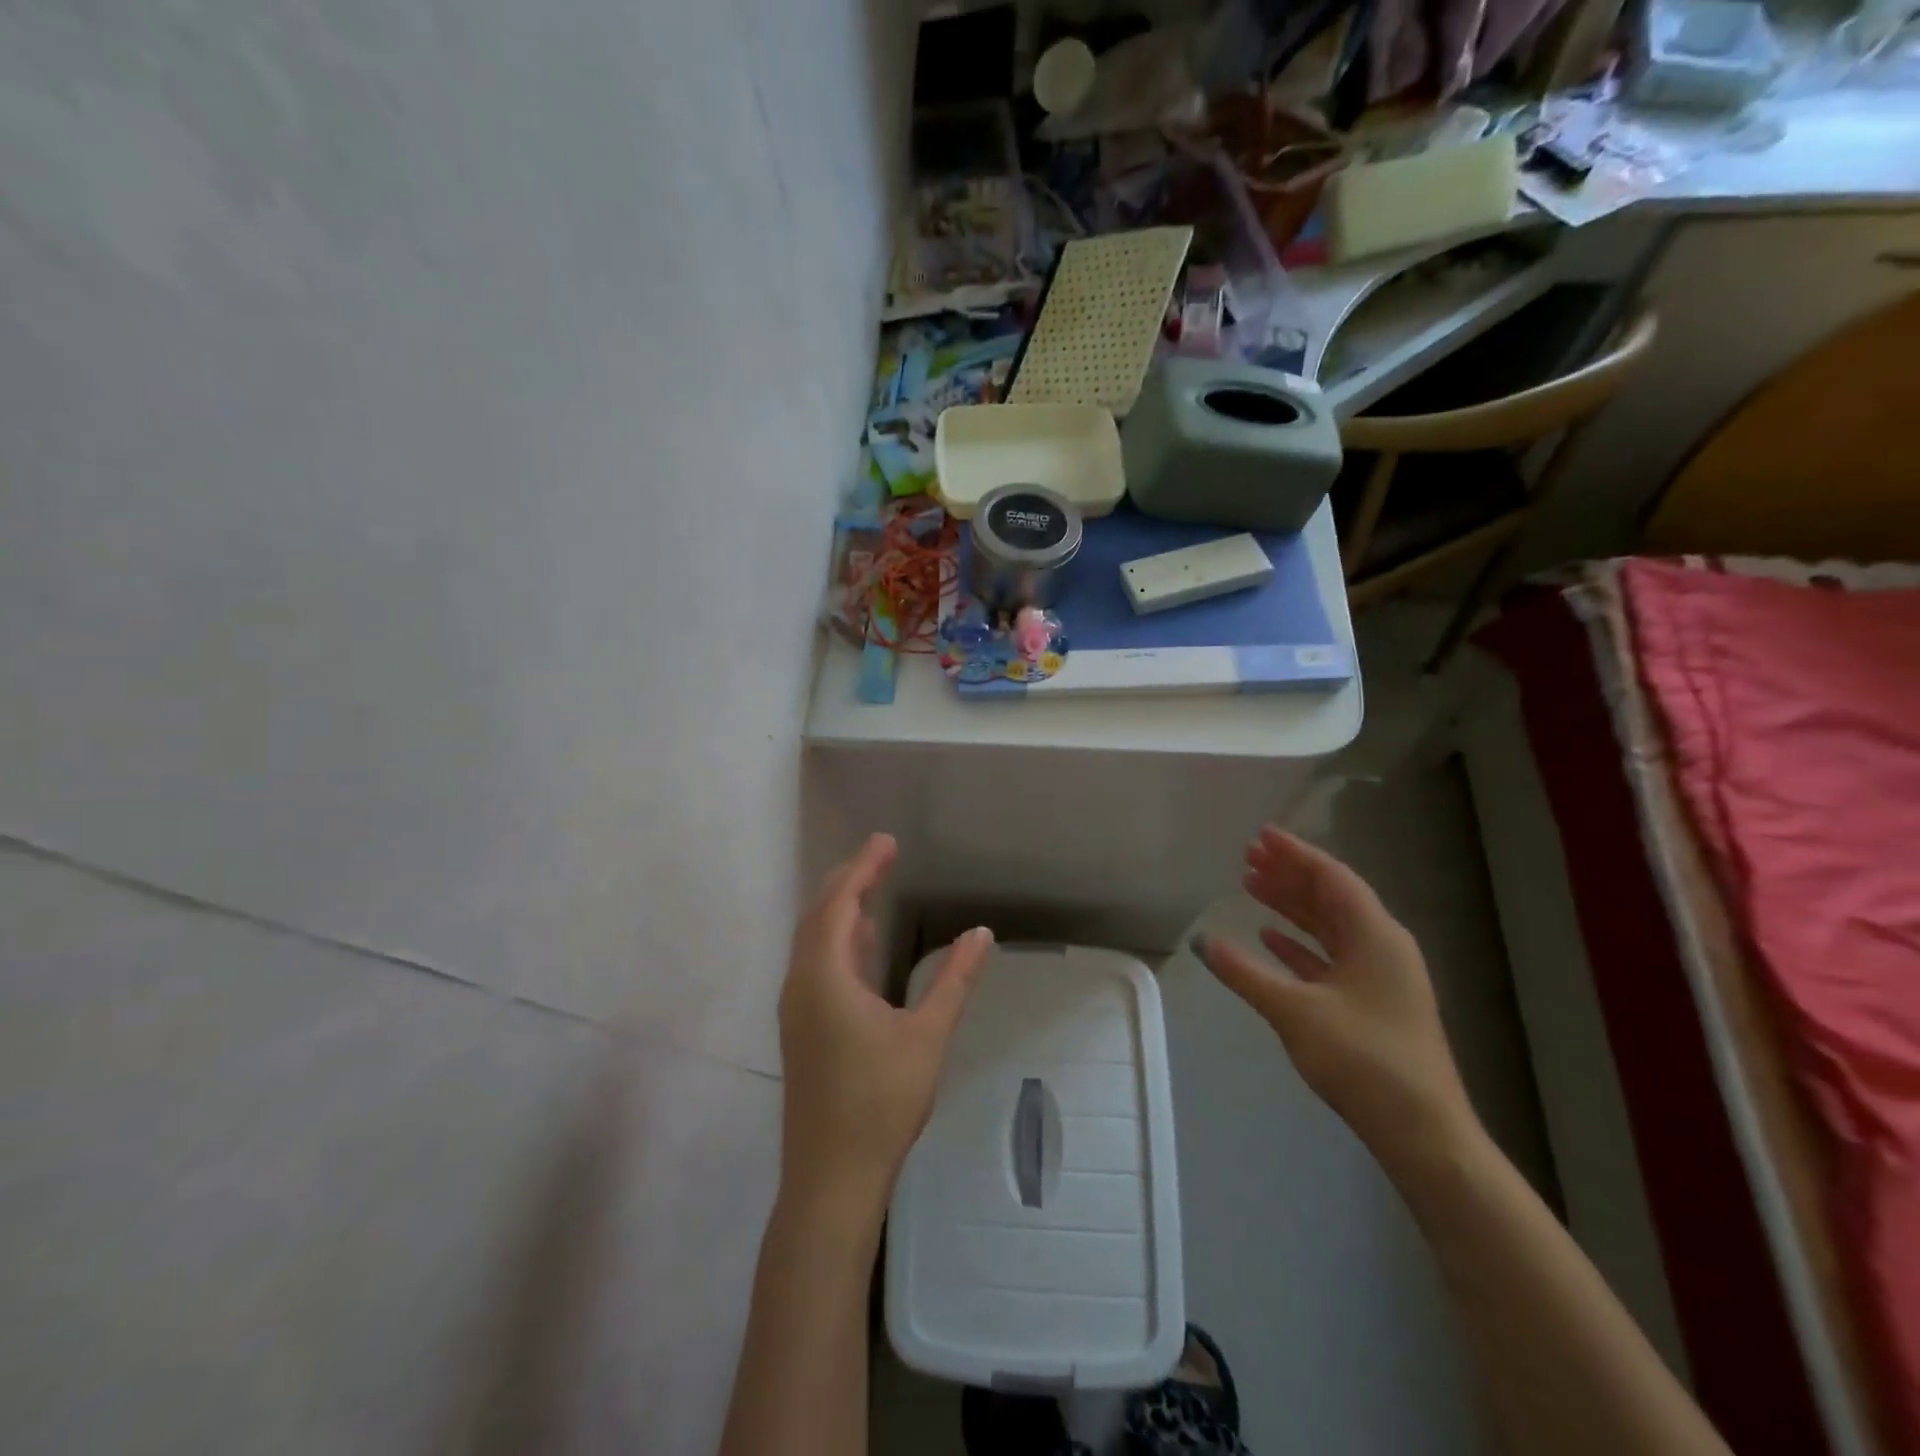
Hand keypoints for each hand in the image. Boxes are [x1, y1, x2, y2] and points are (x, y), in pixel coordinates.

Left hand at [778, 833, 993, 1206]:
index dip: (863, 868)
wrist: (831, 1180)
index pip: (840, 903)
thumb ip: (955, 981)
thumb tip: (981, 933)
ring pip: (814, 941)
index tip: (887, 842)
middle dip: (849, 880)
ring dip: (840, 910)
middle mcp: (801, 984)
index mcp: (825, 977)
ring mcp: (796, 1009)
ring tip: (871, 888)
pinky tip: (862, 947)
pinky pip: (816, 965)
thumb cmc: (880, 1103)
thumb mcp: (927, 1037)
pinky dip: (838, 941)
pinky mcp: (801, 1030)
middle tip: (881, 855)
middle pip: (820, 915)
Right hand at [1193, 826, 1476, 1169]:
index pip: (1331, 878)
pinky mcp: (1372, 1003)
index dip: (1295, 854)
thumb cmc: (1363, 1059)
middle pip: (1330, 897)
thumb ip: (1246, 973)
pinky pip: (1331, 956)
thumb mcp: (1295, 1011)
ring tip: (1251, 886)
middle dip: (1289, 875)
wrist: (1422, 1132)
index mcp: (1375, 936)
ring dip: (1291, 906)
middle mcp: (1382, 947)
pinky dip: (1300, 944)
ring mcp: (1380, 976)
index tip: (1260, 835)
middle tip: (1247, 857)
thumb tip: (1203, 942)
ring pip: (1329, 926)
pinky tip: (1270, 938)